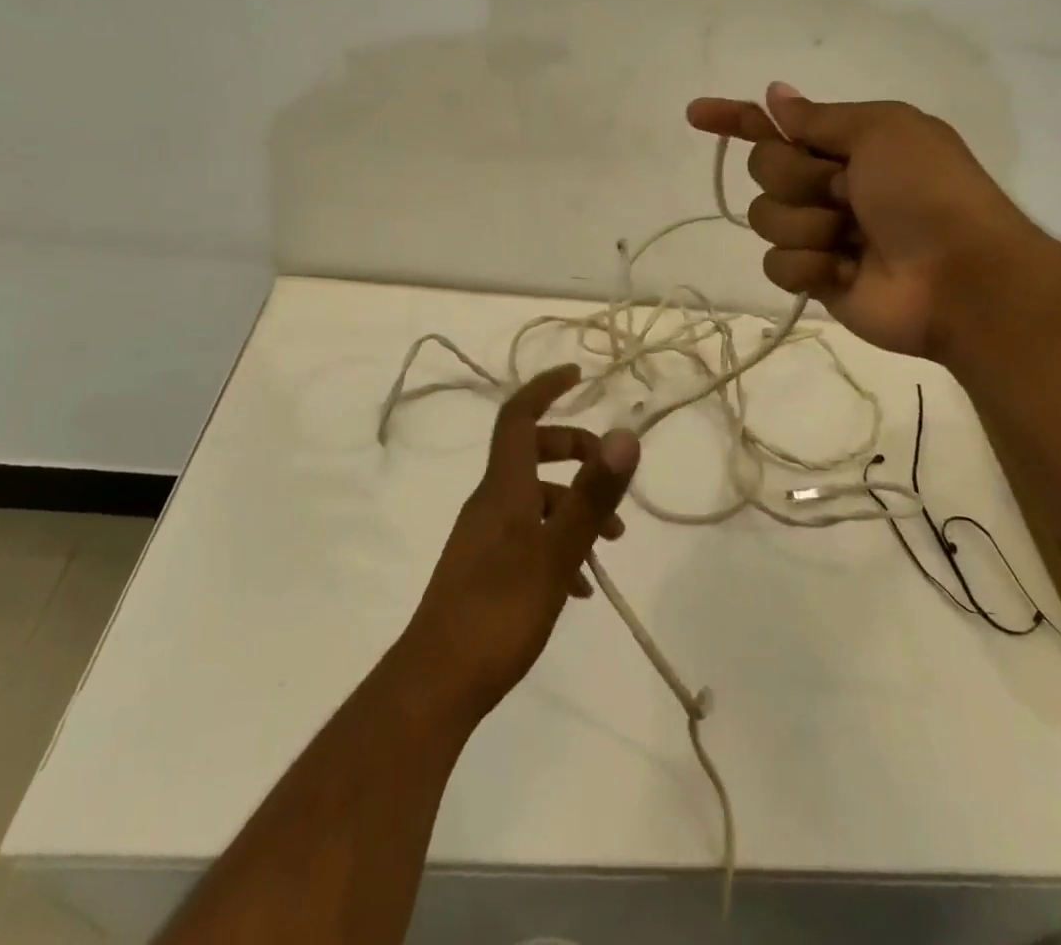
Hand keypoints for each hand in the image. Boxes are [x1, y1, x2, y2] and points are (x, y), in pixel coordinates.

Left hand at [402, 366, 641, 724]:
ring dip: (573, 507)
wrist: (435, 685)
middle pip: (531, 453)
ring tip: (609, 546)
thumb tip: (625, 433)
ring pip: (534, 499)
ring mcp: (484, 536)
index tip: (578, 375)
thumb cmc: (499, 612)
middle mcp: (490, 502)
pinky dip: (557, 542)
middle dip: (575, 453)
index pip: (519, 417)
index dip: (545, 388)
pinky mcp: (484, 568)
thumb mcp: (557, 553)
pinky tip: (579, 586)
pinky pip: (527, 535)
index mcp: (503, 488)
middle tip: (610, 475)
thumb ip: (593, 495)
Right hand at [688, 82, 1048, 359]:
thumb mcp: (883, 131)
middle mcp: (826, 184)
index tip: (696, 114)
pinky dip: (810, 265)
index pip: (775, 125)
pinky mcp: (814, 277)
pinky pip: (776, 264)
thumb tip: (775, 94)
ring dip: (808, 224)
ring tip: (852, 238)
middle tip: (844, 191)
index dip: (735, 118)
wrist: (961, 277)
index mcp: (845, 144)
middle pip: (763, 168)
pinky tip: (846, 271)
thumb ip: (820, 117)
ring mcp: (819, 232)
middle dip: (797, 177)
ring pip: (765, 218)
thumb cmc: (927, 192)